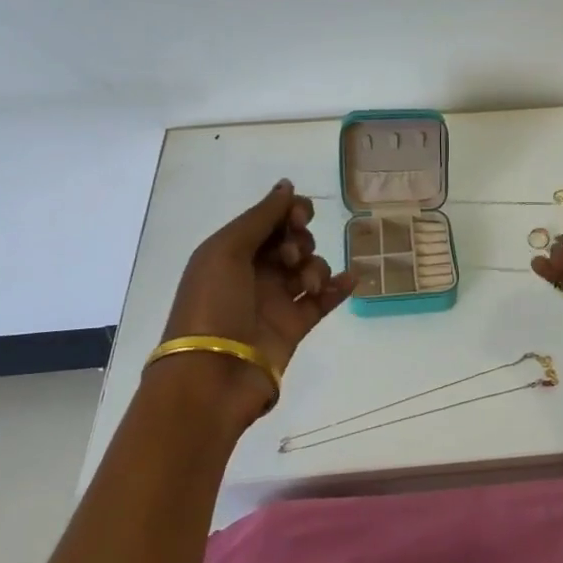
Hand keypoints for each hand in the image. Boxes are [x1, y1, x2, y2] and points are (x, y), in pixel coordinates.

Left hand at [160, 180, 354, 420]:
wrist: (211, 377)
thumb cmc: (212, 305)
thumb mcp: (227, 251)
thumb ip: (261, 216)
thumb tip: (286, 185)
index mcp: (231, 251)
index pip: (268, 220)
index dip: (288, 212)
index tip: (298, 217)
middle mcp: (253, 272)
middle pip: (291, 241)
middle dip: (299, 240)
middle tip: (290, 256)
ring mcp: (274, 300)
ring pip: (309, 268)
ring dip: (315, 267)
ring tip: (307, 285)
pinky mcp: (293, 327)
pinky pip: (323, 300)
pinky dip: (338, 287)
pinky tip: (351, 279)